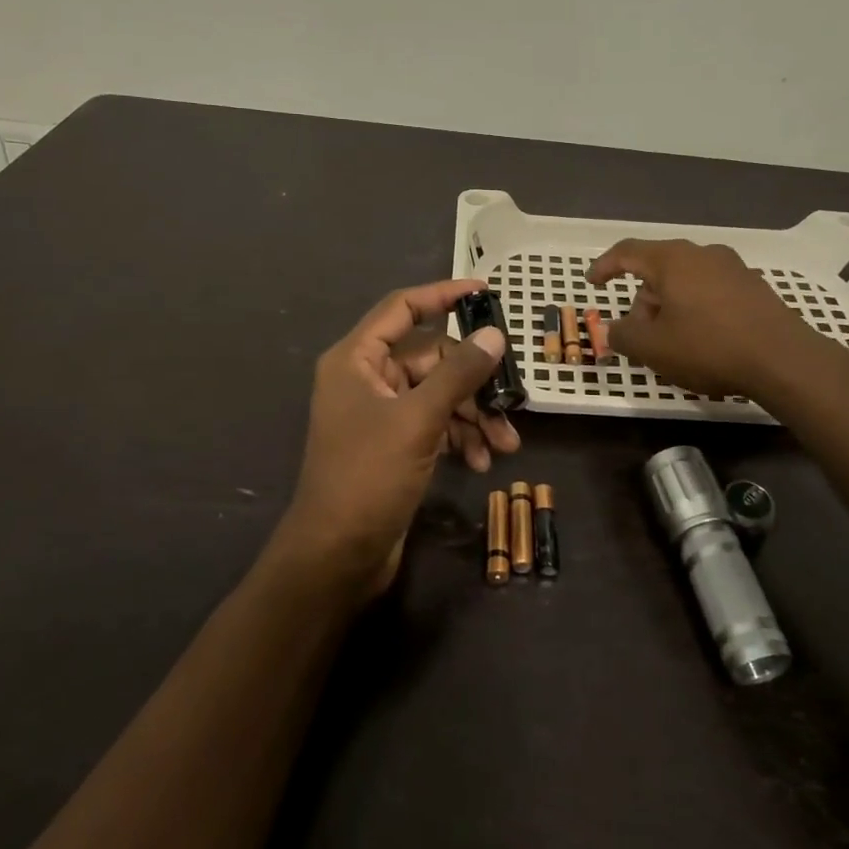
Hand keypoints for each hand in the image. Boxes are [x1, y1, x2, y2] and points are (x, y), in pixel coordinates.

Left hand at [277, 279, 516, 597]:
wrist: (337, 556)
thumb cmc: (368, 477)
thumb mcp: (418, 420)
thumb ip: (458, 374)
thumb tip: (495, 335)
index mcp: (356, 359)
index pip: (402, 308)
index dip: (442, 295)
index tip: (484, 291)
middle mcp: (366, 378)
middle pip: (431, 357)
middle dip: (473, 381)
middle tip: (512, 400)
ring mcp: (381, 413)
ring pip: (438, 394)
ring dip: (473, 415)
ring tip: (505, 444)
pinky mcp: (394, 443)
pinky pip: (435, 423)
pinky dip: (459, 436)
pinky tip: (481, 461)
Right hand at [588, 239, 815, 397]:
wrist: (784, 360)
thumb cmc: (709, 347)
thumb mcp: (653, 348)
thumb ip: (623, 335)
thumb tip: (613, 329)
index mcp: (673, 260)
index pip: (627, 252)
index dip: (604, 266)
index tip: (592, 283)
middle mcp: (702, 254)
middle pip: (658, 270)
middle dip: (642, 302)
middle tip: (640, 336)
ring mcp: (733, 268)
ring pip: (685, 281)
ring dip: (670, 307)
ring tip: (673, 344)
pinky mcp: (754, 287)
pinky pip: (710, 291)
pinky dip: (696, 309)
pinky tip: (703, 340)